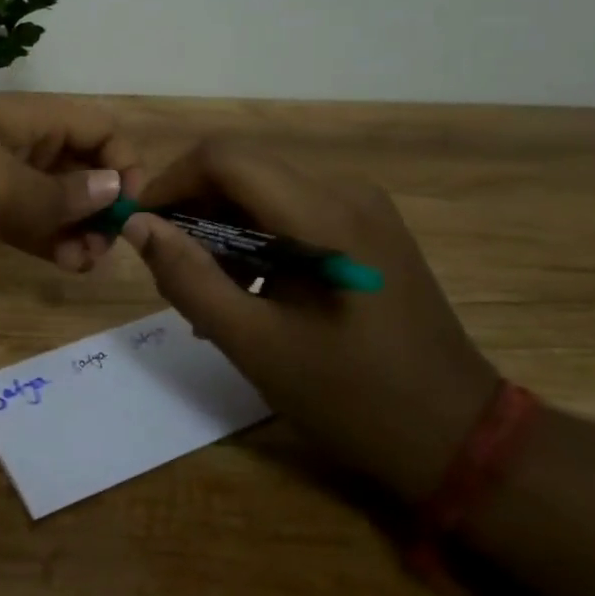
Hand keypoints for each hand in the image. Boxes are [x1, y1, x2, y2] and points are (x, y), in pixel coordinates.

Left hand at [0, 94, 143, 265]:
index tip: (126, 210)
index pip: (98, 127)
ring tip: (85, 264)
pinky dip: (44, 237)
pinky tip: (63, 263)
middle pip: (80, 164)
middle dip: (99, 204)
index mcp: (28, 118)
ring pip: (51, 196)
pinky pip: (21, 217)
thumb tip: (114, 190)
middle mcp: (17, 140)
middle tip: (102, 248)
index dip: (123, 163)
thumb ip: (59, 194)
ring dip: (75, 227)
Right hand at [123, 140, 500, 496]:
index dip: (171, 183)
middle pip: (244, 173)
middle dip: (194, 213)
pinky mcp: (366, 231)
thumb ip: (190, 279)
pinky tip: (248, 294)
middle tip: (170, 273)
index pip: (224, 158)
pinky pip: (291, 216)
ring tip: (206, 295)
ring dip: (222, 232)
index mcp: (323, 214)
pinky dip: (255, 244)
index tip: (141, 229)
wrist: (456, 436)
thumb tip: (138, 226)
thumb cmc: (354, 397)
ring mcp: (362, 209)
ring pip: (264, 194)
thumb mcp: (256, 345)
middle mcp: (345, 192)